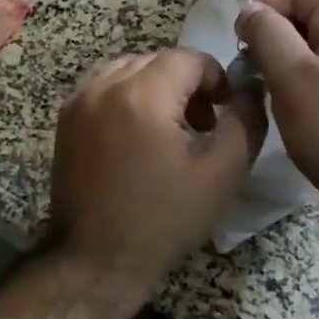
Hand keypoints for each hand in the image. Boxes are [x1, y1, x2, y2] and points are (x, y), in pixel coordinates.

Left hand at [47, 48, 265, 304]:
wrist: (96, 261)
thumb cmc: (164, 218)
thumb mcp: (222, 171)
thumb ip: (246, 119)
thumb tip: (252, 87)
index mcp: (143, 94)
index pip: (189, 57)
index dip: (216, 79)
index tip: (225, 110)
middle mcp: (105, 85)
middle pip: (158, 60)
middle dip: (186, 83)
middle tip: (201, 125)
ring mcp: (80, 99)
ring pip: (130, 68)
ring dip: (156, 86)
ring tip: (168, 129)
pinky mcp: (66, 117)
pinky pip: (105, 85)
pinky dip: (127, 95)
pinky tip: (137, 133)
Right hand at [237, 0, 318, 250]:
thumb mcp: (295, 80)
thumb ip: (268, 36)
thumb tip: (251, 9)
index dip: (267, 2)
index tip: (243, 38)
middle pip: (306, 16)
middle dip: (271, 34)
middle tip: (248, 69)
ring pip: (309, 49)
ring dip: (280, 63)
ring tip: (263, 92)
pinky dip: (296, 85)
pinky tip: (284, 111)